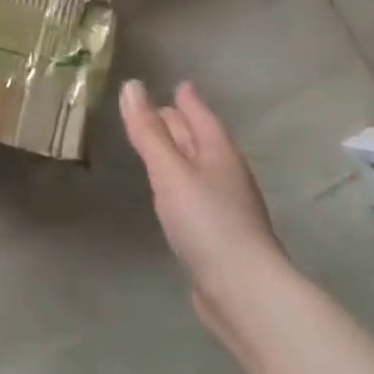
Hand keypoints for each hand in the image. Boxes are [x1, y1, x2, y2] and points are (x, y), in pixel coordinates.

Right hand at [120, 79, 292, 347]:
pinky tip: (171, 192)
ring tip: (160, 145)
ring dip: (181, 152)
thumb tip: (131, 86)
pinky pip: (196, 193)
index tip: (179, 84)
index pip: (202, 117)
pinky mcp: (218, 233)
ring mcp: (225, 206)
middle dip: (182, 123)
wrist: (242, 290)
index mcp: (219, 154)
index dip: (189, 100)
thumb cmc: (206, 222)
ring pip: (199, 167)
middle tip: (158, 109)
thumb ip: (148, 132)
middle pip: (202, 140)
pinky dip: (181, 182)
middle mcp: (226, 174)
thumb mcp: (170, 172)